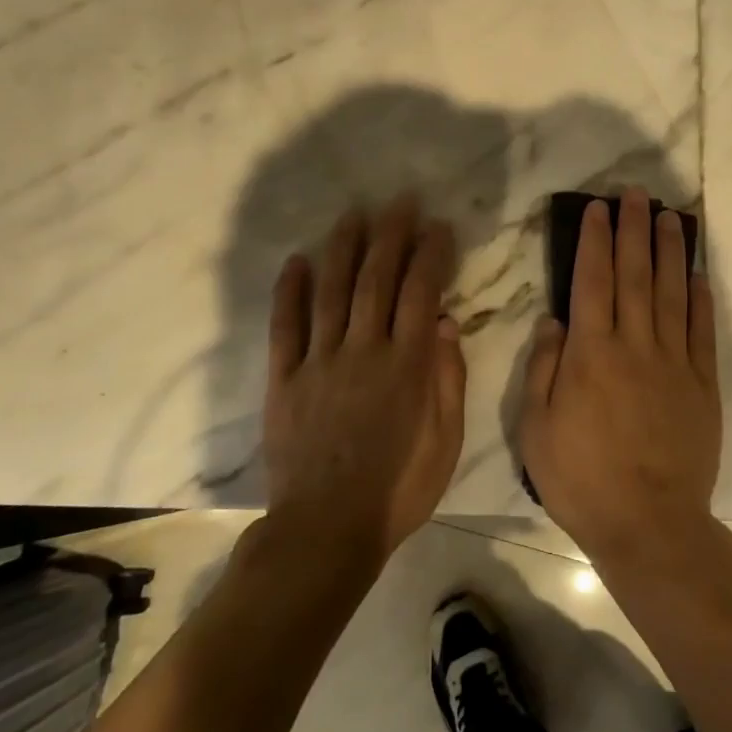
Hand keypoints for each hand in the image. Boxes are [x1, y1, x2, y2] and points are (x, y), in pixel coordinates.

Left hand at [263, 197, 466, 559]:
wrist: (326, 530)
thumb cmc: (398, 489)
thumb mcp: (446, 441)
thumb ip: (447, 379)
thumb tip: (445, 323)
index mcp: (407, 365)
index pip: (422, 292)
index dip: (430, 253)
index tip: (437, 226)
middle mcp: (363, 350)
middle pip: (377, 279)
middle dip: (390, 235)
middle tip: (399, 202)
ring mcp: (319, 362)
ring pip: (332, 292)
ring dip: (343, 249)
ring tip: (353, 215)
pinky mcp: (284, 380)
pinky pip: (285, 327)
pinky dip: (289, 291)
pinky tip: (296, 260)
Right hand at [518, 188, 720, 564]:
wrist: (649, 524)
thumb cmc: (582, 480)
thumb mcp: (536, 430)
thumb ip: (544, 369)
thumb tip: (554, 320)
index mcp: (591, 354)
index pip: (592, 281)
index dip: (594, 240)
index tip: (597, 209)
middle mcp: (634, 346)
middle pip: (635, 275)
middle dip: (633, 229)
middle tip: (636, 194)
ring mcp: (674, 363)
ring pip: (671, 293)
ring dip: (669, 251)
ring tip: (669, 216)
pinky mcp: (703, 384)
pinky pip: (701, 332)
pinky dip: (700, 299)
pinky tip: (697, 274)